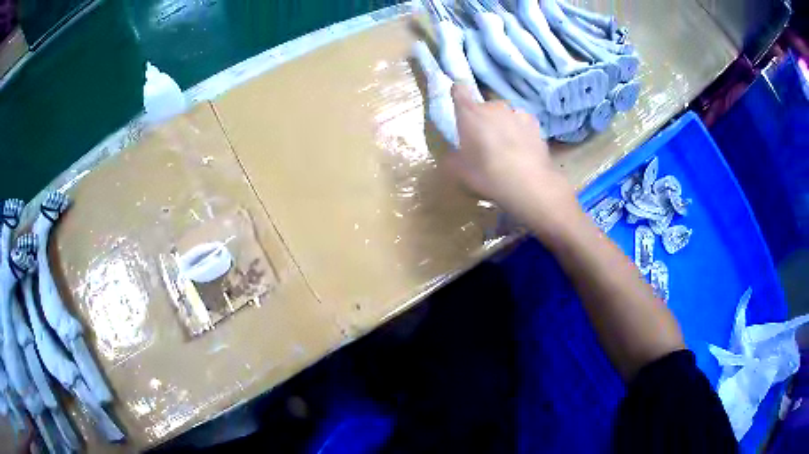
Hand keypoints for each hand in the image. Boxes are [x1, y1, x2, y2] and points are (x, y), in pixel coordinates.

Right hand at [444, 84, 574, 219]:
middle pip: (484, 107)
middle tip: (484, 141)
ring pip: (505, 115)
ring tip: (506, 147)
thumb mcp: (460, 172)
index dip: (457, 92)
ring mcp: (516, 113)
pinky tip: (522, 148)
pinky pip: (522, 123)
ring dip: (503, 124)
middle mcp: (493, 107)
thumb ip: (452, 158)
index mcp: (470, 114)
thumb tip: (453, 155)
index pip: (459, 90)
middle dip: (483, 119)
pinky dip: (520, 131)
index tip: (458, 99)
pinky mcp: (535, 123)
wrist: (529, 183)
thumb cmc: (488, 175)